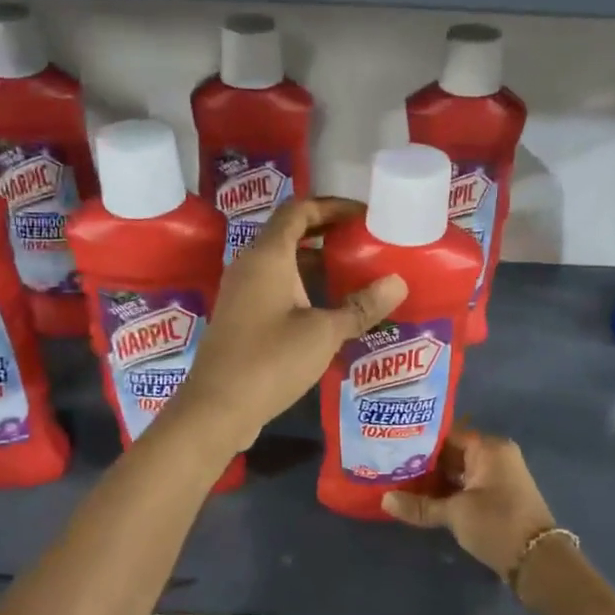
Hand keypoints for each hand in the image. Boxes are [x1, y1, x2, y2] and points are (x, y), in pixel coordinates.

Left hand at [170, 198, 405, 455]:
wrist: (217, 408)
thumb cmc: (270, 361)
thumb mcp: (323, 333)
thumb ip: (360, 307)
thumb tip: (397, 282)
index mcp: (267, 256)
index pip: (298, 210)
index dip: (331, 206)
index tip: (363, 215)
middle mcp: (249, 265)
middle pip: (288, 233)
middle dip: (326, 233)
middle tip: (362, 243)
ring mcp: (241, 292)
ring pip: (281, 263)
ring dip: (314, 263)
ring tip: (352, 273)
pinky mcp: (240, 317)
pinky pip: (274, 287)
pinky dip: (301, 287)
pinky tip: (326, 309)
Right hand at [382, 427, 556, 584]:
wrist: (537, 561)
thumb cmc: (497, 524)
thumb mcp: (455, 513)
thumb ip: (419, 505)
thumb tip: (384, 499)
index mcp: (489, 448)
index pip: (447, 433)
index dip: (419, 438)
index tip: (392, 443)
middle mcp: (495, 456)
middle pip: (451, 452)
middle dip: (422, 461)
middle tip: (389, 464)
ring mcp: (497, 477)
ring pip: (457, 471)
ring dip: (432, 479)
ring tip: (398, 481)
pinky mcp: (496, 497)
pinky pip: (465, 485)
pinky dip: (446, 491)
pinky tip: (420, 498)